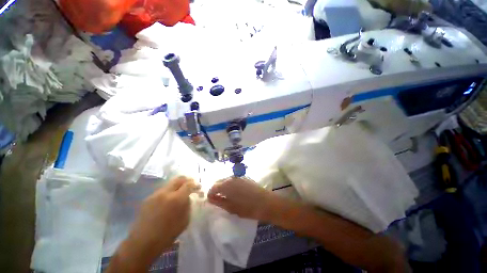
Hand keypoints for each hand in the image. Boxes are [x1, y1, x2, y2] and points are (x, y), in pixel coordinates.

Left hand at [108, 176, 199, 272]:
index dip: (195, 184)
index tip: (198, 187)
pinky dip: (168, 192)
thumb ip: (188, 205)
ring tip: (179, 193)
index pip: (189, 184)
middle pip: (179, 178)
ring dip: (177, 186)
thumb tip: (188, 197)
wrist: (142, 243)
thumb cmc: (167, 234)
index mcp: (177, 199)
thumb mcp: (185, 220)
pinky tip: (168, 201)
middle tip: (190, 185)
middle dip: (187, 180)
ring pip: (170, 183)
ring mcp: (156, 194)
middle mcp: (166, 193)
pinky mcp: (148, 198)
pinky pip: (162, 191)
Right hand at [207, 177, 272, 220]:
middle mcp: (231, 177)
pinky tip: (234, 193)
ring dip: (223, 187)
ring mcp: (238, 176)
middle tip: (217, 199)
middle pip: (219, 182)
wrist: (266, 202)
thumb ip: (219, 202)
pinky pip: (233, 180)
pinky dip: (230, 185)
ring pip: (226, 180)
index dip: (210, 194)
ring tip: (225, 196)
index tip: (210, 200)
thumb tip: (210, 199)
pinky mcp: (244, 177)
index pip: (213, 187)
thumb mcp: (231, 208)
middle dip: (216, 189)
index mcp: (226, 184)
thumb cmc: (247, 208)